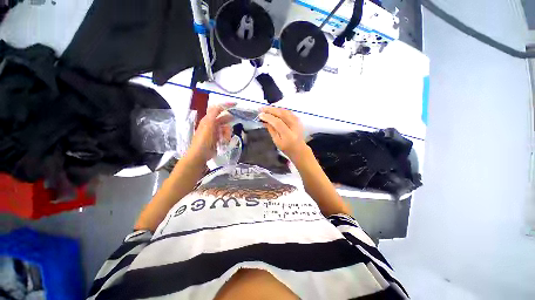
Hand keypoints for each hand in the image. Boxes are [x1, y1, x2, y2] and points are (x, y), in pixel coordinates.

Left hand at [186, 104, 233, 163]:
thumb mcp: (208, 124)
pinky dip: (226, 138)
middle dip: (228, 122)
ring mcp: (215, 132)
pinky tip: (224, 142)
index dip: (225, 105)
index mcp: (208, 119)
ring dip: (227, 133)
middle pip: (223, 119)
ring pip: (226, 128)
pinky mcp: (217, 139)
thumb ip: (213, 114)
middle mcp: (211, 124)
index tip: (235, 104)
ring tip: (225, 139)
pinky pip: (225, 135)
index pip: (217, 109)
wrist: (200, 154)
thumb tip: (219, 105)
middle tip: (234, 122)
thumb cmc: (204, 139)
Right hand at [259, 106, 306, 159]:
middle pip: (282, 114)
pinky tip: (273, 109)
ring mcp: (297, 121)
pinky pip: (287, 111)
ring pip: (285, 111)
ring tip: (266, 108)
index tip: (260, 115)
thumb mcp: (277, 141)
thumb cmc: (287, 148)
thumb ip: (271, 130)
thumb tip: (265, 120)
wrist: (299, 148)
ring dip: (274, 108)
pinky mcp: (298, 119)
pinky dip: (279, 109)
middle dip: (270, 110)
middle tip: (261, 109)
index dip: (268, 118)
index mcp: (289, 135)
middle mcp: (294, 126)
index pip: (278, 123)